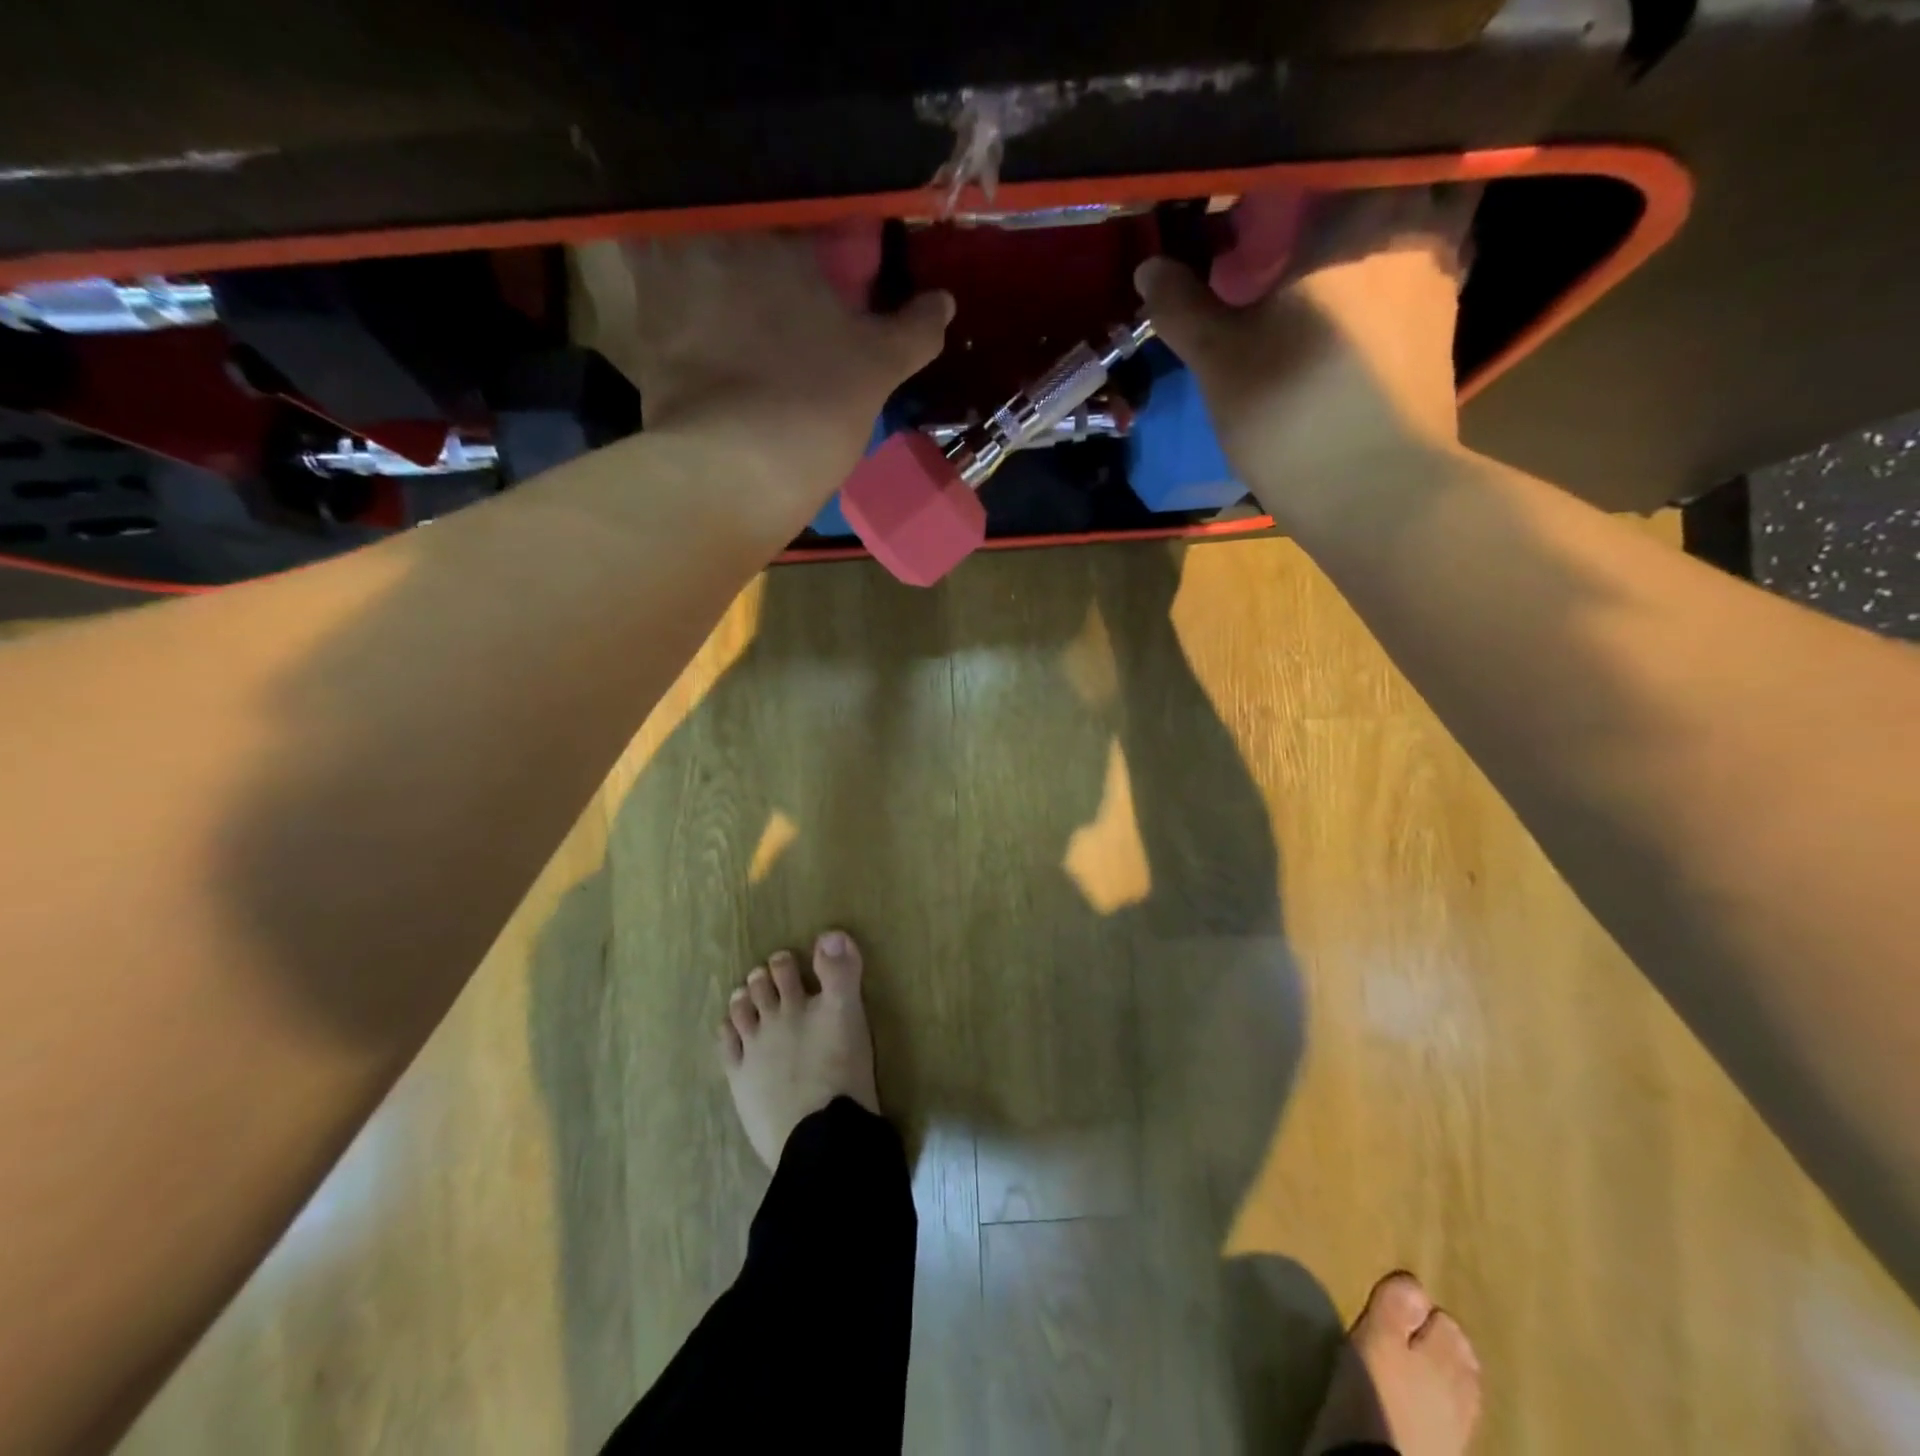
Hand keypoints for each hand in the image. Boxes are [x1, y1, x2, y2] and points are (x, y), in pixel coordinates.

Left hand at [578, 231, 951, 492]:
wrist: (735, 471)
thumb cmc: (816, 407)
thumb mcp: (878, 369)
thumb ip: (913, 330)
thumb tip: (944, 300)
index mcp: (783, 238)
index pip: (804, 210)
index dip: (820, 235)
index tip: (830, 262)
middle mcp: (719, 240)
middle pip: (736, 217)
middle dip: (754, 235)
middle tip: (775, 271)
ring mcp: (671, 281)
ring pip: (683, 243)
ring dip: (700, 253)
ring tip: (726, 287)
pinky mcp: (643, 328)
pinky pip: (654, 292)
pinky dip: (669, 297)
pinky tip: (692, 322)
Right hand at [1136, 187, 1474, 526]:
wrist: (1373, 488)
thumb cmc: (1290, 408)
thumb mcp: (1219, 359)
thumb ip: (1183, 307)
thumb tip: (1148, 267)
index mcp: (1361, 214)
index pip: (1330, 159)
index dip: (1288, 179)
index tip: (1253, 207)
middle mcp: (1417, 230)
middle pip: (1389, 181)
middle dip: (1345, 199)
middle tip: (1296, 233)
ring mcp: (1442, 282)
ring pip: (1417, 228)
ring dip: (1377, 240)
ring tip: (1324, 274)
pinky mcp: (1444, 333)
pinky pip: (1420, 280)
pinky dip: (1390, 285)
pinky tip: (1353, 319)